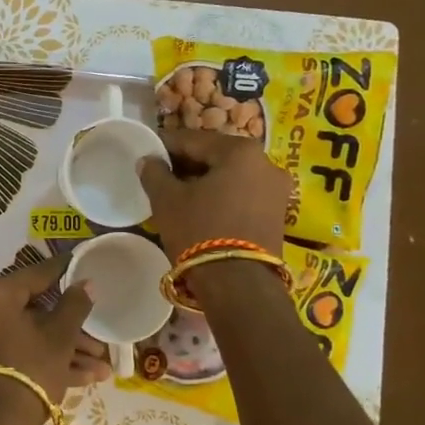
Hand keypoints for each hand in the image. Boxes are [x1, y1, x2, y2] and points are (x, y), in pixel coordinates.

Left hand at [0, 254, 104, 424]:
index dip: (64, 272)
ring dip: (66, 350)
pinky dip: (46, 361)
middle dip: (72, 329)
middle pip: (35, 311)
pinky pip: (18, 353)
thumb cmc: (28, 369)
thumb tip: (86, 283)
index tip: (83, 266)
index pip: (36, 275)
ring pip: (30, 336)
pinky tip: (85, 378)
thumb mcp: (59, 337)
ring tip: (102, 368)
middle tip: (101, 340)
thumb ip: (74, 305)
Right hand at [138, 128, 291, 262]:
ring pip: (230, 176)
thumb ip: (155, 173)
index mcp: (240, 150)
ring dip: (204, 181)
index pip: (192, 139)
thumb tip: (149, 160)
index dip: (165, 146)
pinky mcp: (277, 214)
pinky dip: (221, 196)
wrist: (239, 285)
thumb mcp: (167, 200)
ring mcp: (276, 189)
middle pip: (215, 156)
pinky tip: (201, 209)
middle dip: (187, 164)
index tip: (147, 155)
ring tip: (178, 195)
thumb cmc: (200, 231)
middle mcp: (265, 162)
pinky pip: (242, 194)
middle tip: (161, 177)